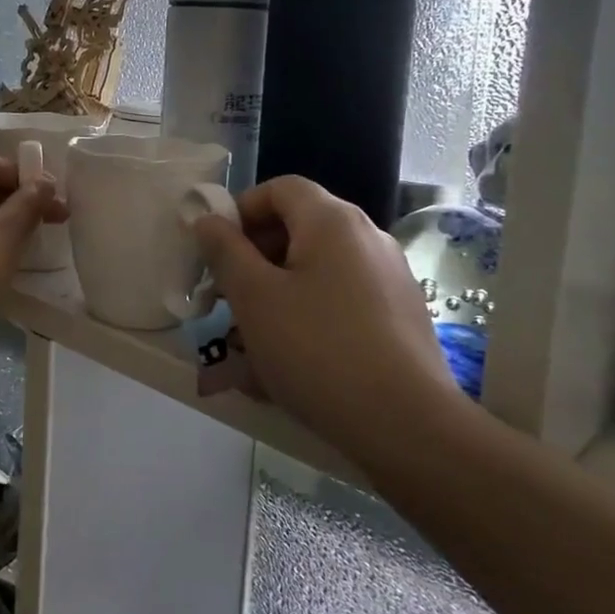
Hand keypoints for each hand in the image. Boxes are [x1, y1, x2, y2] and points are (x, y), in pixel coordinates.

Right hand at [192, 176, 459, 449]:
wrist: (406, 425)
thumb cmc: (316, 349)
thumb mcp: (254, 298)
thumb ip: (225, 251)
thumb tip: (208, 220)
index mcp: (332, 221)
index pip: (280, 188)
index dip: (241, 210)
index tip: (216, 251)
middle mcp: (367, 237)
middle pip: (299, 228)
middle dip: (254, 259)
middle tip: (225, 299)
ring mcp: (390, 277)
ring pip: (317, 271)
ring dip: (277, 294)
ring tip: (249, 341)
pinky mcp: (400, 316)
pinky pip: (341, 301)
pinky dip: (309, 317)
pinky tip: (291, 362)